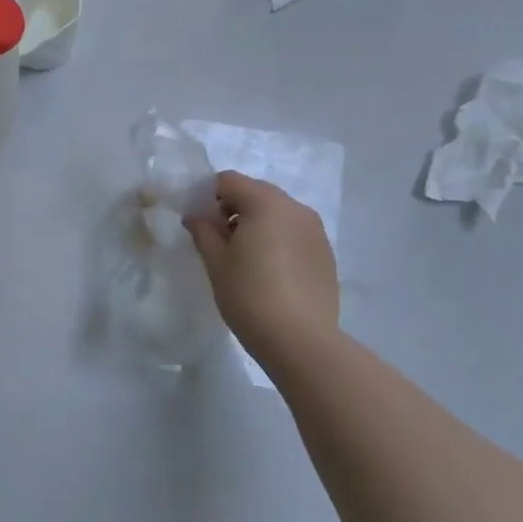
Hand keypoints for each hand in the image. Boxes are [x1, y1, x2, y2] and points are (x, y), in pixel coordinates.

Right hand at [185, 171, 340, 369]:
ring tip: (243, 258)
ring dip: (256, 224)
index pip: (229, 181)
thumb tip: (196, 216)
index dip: (208, 195)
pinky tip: (269, 272)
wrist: (301, 340)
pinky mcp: (325, 253)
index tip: (199, 222)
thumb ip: (203, 230)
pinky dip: (277, 240)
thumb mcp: (215, 261)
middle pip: (256, 193)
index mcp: (266, 203)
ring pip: (277, 213)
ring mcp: (315, 231)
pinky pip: (294, 233)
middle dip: (233, 208)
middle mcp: (295, 208)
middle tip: (218, 240)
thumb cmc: (249, 295)